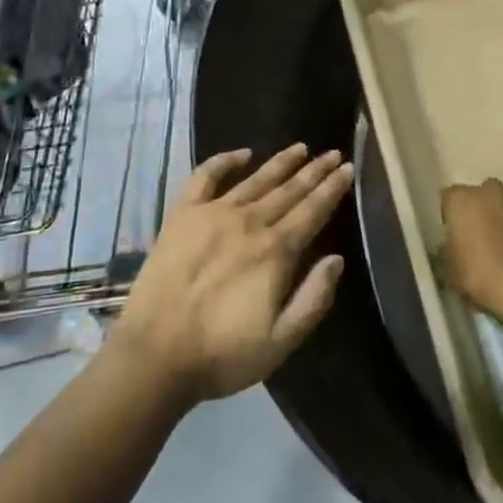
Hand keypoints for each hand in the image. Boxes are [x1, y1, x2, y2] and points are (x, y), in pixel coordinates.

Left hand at [111, 144, 353, 406]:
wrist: (155, 354)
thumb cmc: (222, 354)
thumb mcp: (281, 341)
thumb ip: (313, 299)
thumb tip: (336, 259)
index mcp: (275, 251)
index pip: (312, 211)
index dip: (332, 189)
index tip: (348, 168)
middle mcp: (249, 222)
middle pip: (289, 190)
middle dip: (314, 171)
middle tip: (332, 153)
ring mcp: (214, 213)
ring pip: (256, 179)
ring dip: (280, 162)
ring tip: (300, 147)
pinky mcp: (183, 214)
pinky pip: (205, 176)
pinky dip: (224, 160)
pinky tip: (242, 153)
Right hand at [441, 177, 502, 316]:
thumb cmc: (482, 275)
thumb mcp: (451, 266)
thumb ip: (452, 246)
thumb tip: (458, 244)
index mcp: (463, 199)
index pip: (449, 198)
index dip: (451, 216)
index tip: (455, 236)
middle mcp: (491, 191)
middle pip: (482, 196)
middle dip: (481, 212)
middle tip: (481, 240)